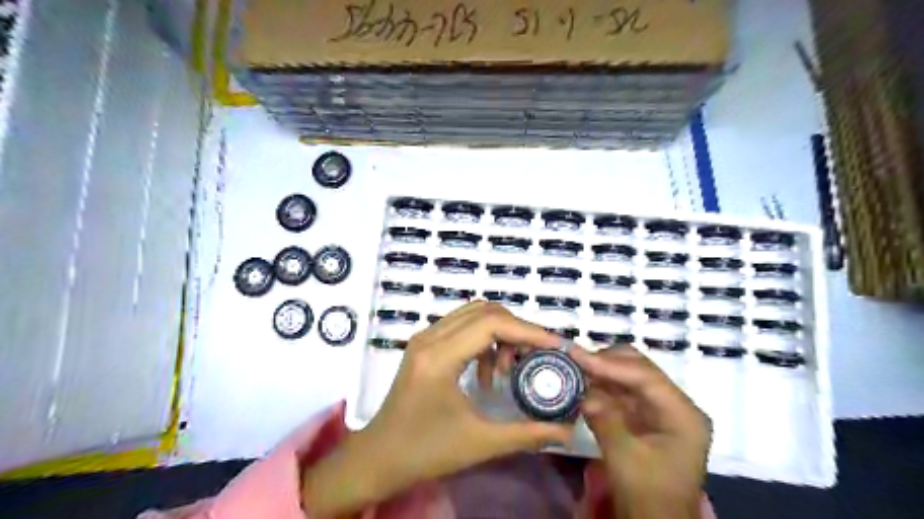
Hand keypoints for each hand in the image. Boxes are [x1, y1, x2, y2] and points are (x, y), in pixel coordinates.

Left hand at [303, 301, 575, 515]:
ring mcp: (425, 338)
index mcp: (439, 357)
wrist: (378, 457)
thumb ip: (526, 433)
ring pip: (473, 315)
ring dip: (500, 334)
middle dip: (517, 330)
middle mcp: (430, 337)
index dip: (528, 331)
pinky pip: (462, 327)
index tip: (556, 345)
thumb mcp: (480, 444)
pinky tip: (488, 374)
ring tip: (510, 369)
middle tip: (537, 356)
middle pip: (484, 311)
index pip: (492, 324)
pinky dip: (484, 341)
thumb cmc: (424, 451)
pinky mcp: (425, 345)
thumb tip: (567, 429)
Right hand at [572, 345, 712, 518]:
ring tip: (575, 367)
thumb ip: (605, 420)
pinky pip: (623, 392)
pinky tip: (583, 383)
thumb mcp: (625, 458)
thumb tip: (584, 394)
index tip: (578, 356)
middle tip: (575, 359)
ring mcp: (661, 410)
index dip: (610, 363)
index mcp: (683, 415)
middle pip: (641, 369)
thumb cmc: (649, 495)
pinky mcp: (646, 417)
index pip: (646, 377)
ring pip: (630, 377)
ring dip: (602, 372)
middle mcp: (675, 405)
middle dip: (607, 362)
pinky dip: (602, 386)